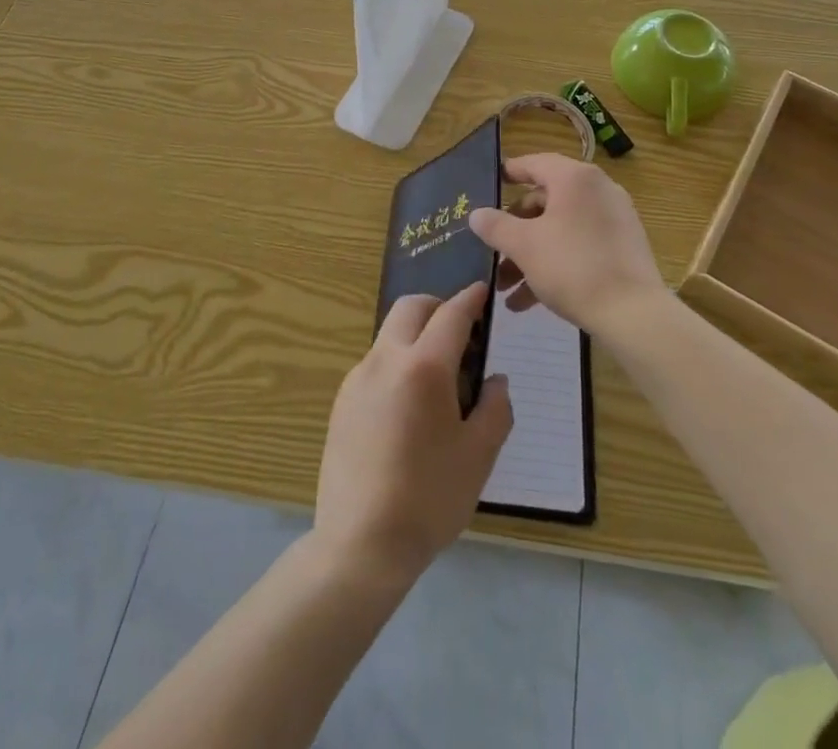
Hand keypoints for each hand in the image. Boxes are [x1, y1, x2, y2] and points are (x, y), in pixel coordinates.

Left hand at [313, 283, 512, 582]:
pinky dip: (397, 362)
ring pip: (390, 333)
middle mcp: (385, 360)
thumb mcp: (479, 456)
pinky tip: (409, 406)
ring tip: (438, 378)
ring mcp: (358, 378)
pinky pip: (375, 363)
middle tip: (461, 334)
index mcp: (423, 367)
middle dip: (438, 307)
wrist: (360, 544)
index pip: (451, 315)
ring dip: (416, 335)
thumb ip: (495, 408)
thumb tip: (495, 380)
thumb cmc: (429, 499)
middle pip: (411, 308)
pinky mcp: (342, 400)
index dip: (470, 300)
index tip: (482, 292)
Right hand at [468, 153, 663, 335]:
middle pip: (544, 201)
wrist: (634, 314)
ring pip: (559, 229)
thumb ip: (495, 225)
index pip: (534, 163)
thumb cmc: (572, 267)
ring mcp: (613, 219)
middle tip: (492, 253)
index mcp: (574, 178)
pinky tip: (528, 302)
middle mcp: (597, 190)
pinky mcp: (622, 247)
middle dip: (514, 231)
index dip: (508, 173)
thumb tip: (477, 214)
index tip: (488, 184)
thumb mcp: (524, 245)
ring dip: (529, 255)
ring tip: (505, 289)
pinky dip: (554, 264)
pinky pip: (578, 246)